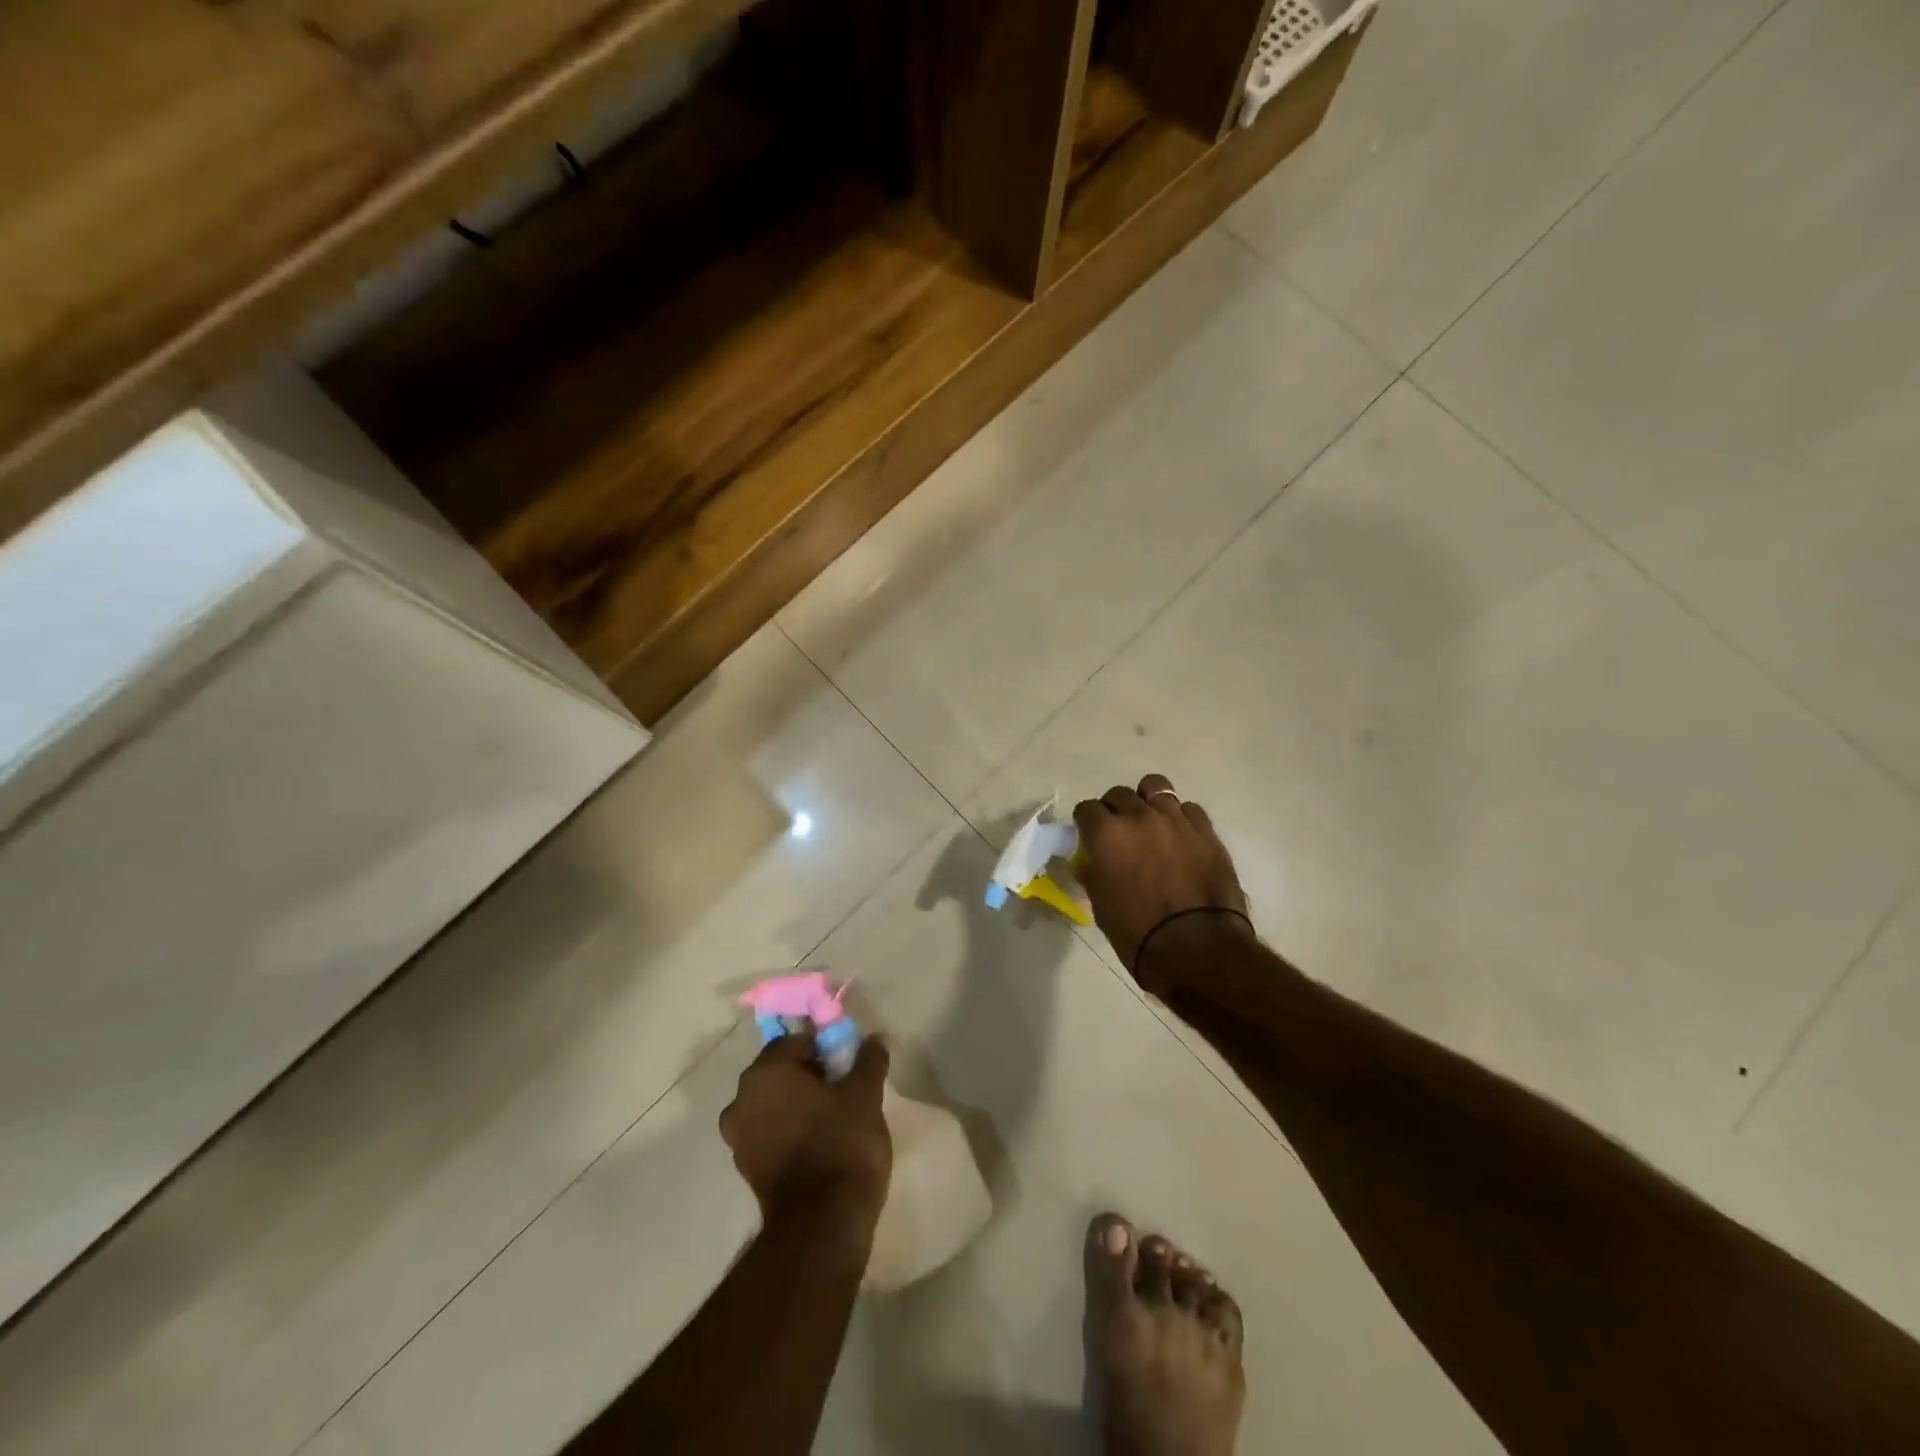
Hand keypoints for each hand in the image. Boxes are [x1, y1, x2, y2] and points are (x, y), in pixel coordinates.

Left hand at [720, 1031, 892, 1227]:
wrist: (822, 1224)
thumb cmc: (842, 1144)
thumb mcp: (865, 1095)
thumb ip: (868, 1060)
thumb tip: (875, 1038)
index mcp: (766, 1072)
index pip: (796, 1042)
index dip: (824, 1048)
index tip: (847, 1066)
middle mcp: (742, 1098)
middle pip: (780, 1071)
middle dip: (809, 1075)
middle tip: (843, 1090)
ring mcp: (739, 1137)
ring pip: (773, 1103)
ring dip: (797, 1104)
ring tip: (833, 1119)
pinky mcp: (745, 1168)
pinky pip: (769, 1132)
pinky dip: (789, 1131)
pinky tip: (818, 1144)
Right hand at [1073, 774, 1252, 992]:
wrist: (1197, 948)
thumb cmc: (1139, 934)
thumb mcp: (1101, 905)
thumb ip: (1093, 873)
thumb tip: (1091, 860)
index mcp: (1106, 834)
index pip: (1086, 809)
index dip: (1086, 822)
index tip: (1089, 836)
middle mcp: (1138, 816)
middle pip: (1119, 794)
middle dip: (1114, 809)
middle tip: (1119, 832)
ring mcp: (1175, 819)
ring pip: (1155, 787)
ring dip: (1148, 802)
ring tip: (1151, 823)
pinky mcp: (1206, 830)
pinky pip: (1188, 808)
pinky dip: (1180, 817)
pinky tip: (1180, 837)